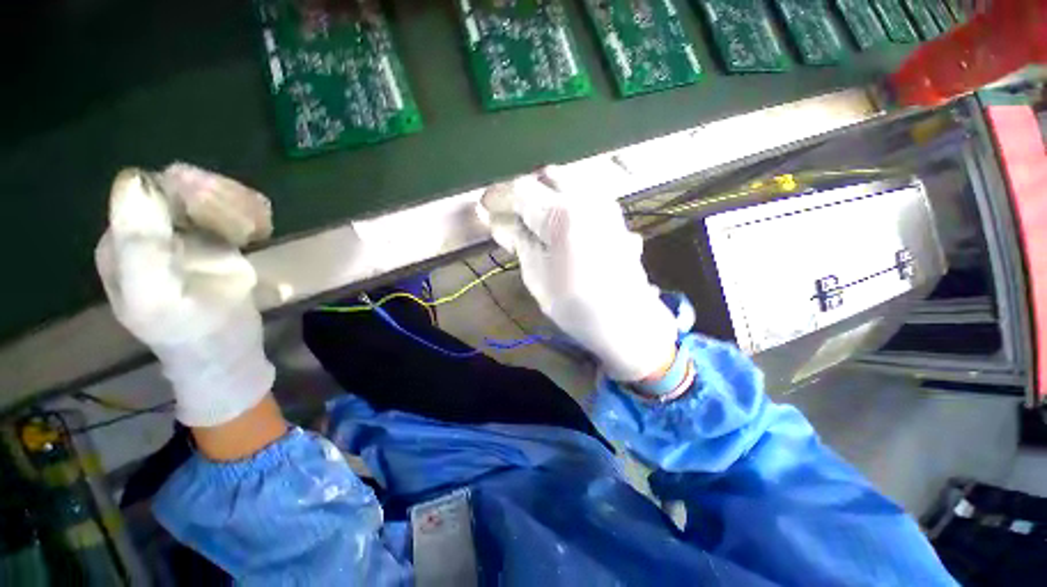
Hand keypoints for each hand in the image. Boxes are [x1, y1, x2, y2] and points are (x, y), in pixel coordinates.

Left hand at [95, 164, 274, 426]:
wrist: (229, 354)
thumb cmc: (193, 333)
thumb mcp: (157, 297)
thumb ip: (140, 246)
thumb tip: (136, 179)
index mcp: (124, 242)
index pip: (148, 189)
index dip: (185, 193)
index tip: (221, 217)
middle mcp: (151, 232)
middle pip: (181, 186)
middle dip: (218, 199)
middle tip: (248, 228)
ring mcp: (186, 236)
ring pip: (209, 194)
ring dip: (238, 206)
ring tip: (257, 231)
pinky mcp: (216, 243)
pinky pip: (230, 210)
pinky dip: (249, 213)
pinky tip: (260, 231)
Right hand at [480, 168, 677, 381]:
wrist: (626, 320)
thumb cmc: (575, 304)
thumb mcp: (536, 276)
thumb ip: (518, 241)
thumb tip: (499, 222)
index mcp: (561, 214)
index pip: (521, 191)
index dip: (499, 198)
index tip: (486, 208)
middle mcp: (587, 199)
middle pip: (546, 177)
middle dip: (525, 193)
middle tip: (512, 216)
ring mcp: (605, 205)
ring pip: (568, 182)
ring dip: (546, 196)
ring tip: (535, 222)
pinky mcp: (615, 215)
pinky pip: (584, 195)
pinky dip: (566, 203)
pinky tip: (560, 225)